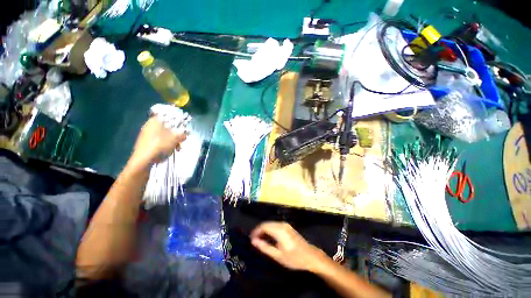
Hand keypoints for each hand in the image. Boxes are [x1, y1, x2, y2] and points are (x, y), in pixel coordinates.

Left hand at [130, 117, 186, 167]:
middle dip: (176, 134)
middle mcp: (149, 125)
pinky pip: (159, 140)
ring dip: (173, 140)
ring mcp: (147, 134)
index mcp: (155, 121)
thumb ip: (182, 134)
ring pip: (164, 134)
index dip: (177, 121)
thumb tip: (186, 132)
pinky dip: (166, 144)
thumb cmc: (160, 146)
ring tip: (177, 148)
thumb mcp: (175, 138)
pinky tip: (170, 151)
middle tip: (182, 140)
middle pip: (167, 127)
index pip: (168, 116)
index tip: (183, 127)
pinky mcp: (146, 142)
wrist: (143, 161)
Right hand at [250, 222, 327, 272]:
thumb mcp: (278, 255)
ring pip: (271, 224)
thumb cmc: (294, 258)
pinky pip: (275, 225)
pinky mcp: (288, 227)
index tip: (250, 239)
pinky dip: (270, 230)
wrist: (310, 256)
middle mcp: (282, 224)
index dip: (256, 231)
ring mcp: (286, 225)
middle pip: (267, 224)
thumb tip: (253, 241)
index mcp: (279, 230)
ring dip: (264, 230)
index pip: (263, 226)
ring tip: (260, 240)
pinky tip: (268, 238)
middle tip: (254, 240)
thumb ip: (264, 247)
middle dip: (259, 230)